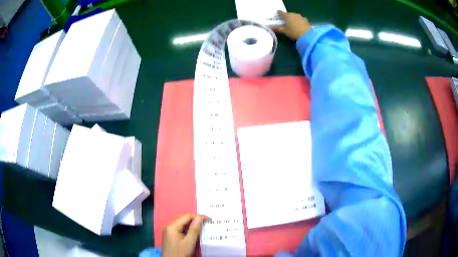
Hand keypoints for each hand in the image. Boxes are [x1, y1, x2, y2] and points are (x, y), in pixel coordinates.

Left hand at [162, 214, 209, 256]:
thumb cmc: (180, 253)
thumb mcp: (189, 242)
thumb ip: (194, 229)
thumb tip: (200, 217)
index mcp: (172, 226)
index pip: (186, 217)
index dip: (198, 216)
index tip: (209, 219)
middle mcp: (169, 227)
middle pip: (184, 220)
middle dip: (195, 221)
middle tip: (207, 223)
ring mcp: (169, 232)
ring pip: (183, 225)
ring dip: (192, 226)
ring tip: (203, 227)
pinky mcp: (170, 236)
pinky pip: (180, 230)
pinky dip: (188, 231)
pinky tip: (195, 234)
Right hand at [274, 10, 311, 40]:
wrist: (307, 36)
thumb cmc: (294, 32)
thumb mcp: (285, 31)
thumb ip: (278, 29)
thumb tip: (271, 28)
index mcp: (287, 16)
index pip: (280, 12)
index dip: (278, 14)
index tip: (277, 17)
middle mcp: (293, 14)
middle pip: (288, 14)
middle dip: (286, 17)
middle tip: (284, 22)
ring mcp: (300, 16)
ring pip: (294, 16)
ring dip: (292, 19)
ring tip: (291, 24)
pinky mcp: (305, 20)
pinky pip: (299, 19)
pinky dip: (298, 21)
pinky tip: (298, 25)